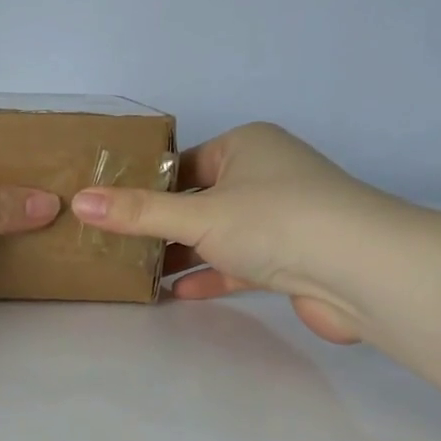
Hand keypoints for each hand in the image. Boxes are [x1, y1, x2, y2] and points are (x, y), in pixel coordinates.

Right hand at [70, 123, 407, 343]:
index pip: (183, 162)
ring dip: (182, 254)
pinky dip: (210, 275)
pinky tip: (177, 293)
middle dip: (160, 225)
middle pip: (198, 200)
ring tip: (136, 273)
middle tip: (114, 246)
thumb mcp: (196, 214)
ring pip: (218, 234)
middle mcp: (265, 175)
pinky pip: (238, 263)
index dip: (146, 185)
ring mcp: (281, 218)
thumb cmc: (274, 222)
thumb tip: (78, 201)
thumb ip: (137, 213)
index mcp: (246, 147)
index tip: (110, 211)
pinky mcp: (290, 258)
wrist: (362, 271)